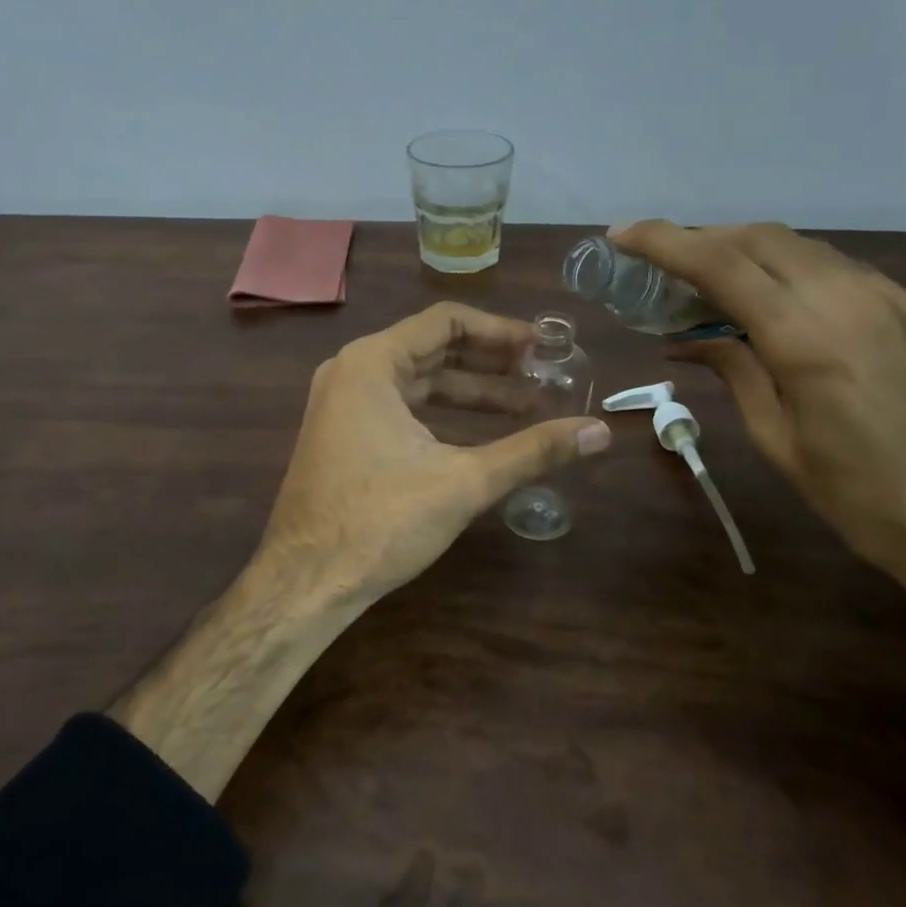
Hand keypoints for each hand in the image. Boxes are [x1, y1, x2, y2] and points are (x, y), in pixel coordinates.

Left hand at [253, 302, 610, 609]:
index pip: (446, 322)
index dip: (500, 331)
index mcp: (372, 363)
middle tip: (543, 376)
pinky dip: (442, 415)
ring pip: (419, 382)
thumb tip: (601, 432)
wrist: (305, 583)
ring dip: (471, 393)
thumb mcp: (464, 481)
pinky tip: (483, 435)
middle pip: (433, 349)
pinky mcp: (344, 435)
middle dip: (491, 364)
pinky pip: (402, 407)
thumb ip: (533, 451)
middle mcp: (353, 372)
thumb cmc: (380, 521)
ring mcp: (343, 404)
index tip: (542, 347)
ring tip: (528, 407)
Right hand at [612, 221, 905, 646]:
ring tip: (708, 278)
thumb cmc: (860, 499)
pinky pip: (837, 268)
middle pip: (759, 237)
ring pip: (800, 246)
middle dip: (701, 238)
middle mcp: (850, 298)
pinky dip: (790, 269)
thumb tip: (686, 337)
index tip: (622, 235)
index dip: (664, 241)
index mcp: (808, 337)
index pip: (721, 263)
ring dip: (745, 250)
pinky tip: (773, 299)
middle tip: (660, 262)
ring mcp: (891, 297)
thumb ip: (733, 370)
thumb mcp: (777, 439)